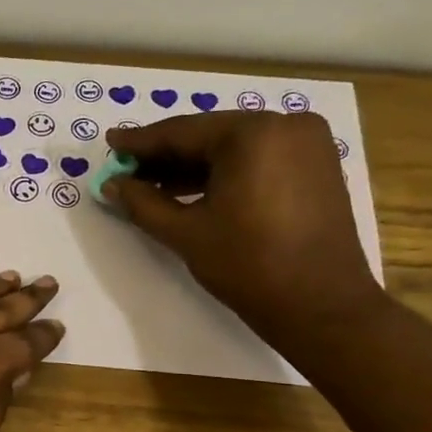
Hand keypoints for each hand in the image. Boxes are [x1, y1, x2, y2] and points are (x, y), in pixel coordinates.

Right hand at [101, 113, 382, 353]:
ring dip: (193, 166)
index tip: (110, 143)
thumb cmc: (249, 265)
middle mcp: (285, 125)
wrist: (321, 306)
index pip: (182, 132)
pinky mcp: (317, 166)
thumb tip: (111, 184)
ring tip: (152, 185)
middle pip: (209, 135)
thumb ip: (142, 203)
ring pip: (233, 147)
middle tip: (127, 168)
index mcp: (253, 134)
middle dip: (166, 155)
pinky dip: (224, 173)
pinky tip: (193, 190)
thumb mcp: (185, 233)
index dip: (141, 142)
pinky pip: (258, 159)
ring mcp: (307, 144)